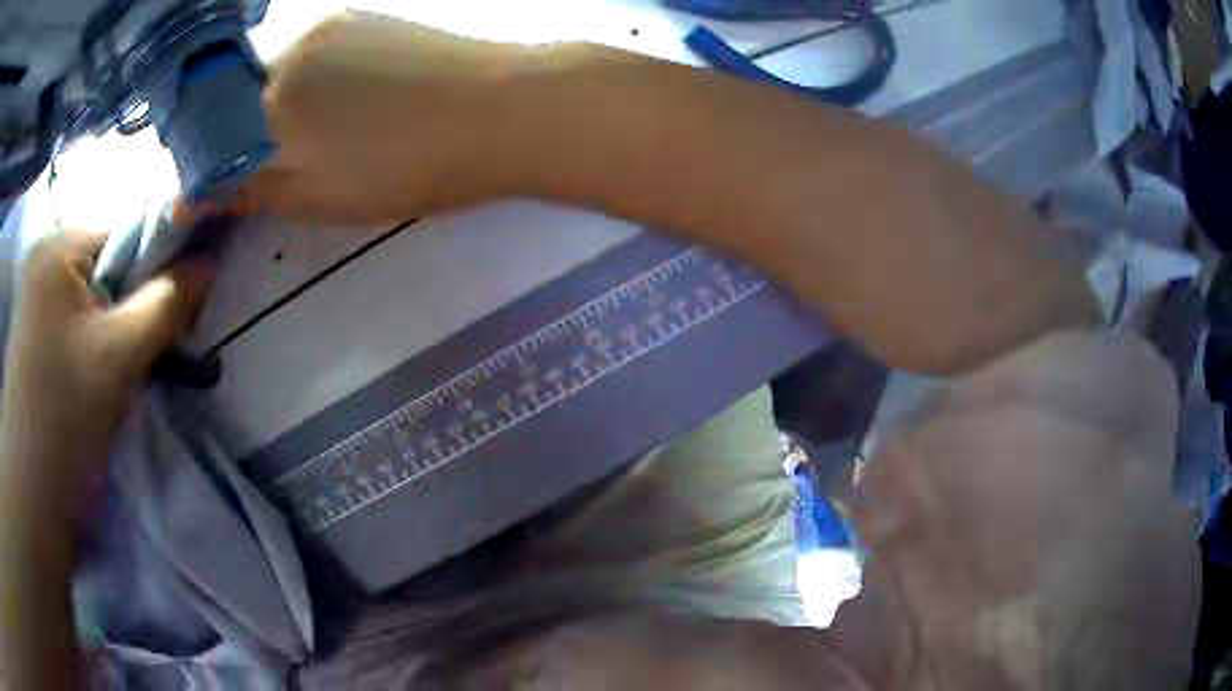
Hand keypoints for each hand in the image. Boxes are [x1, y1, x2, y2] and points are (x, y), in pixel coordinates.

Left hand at [2, 230, 209, 508]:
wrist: (31, 497)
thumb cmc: (64, 419)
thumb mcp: (120, 359)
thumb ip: (167, 304)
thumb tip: (209, 264)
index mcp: (57, 248)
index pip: (123, 237)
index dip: (153, 273)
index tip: (172, 320)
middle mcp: (43, 262)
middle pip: (107, 272)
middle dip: (131, 313)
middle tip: (143, 361)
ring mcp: (34, 301)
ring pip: (92, 305)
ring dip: (114, 339)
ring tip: (116, 383)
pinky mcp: (33, 338)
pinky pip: (75, 329)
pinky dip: (94, 353)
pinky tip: (95, 389)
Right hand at [222, 13, 532, 225]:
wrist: (503, 111)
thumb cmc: (408, 166)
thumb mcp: (315, 197)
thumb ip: (245, 190)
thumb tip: (183, 200)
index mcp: (272, 96)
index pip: (210, 124)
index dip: (212, 154)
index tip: (224, 177)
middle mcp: (293, 46)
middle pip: (243, 93)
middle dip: (245, 129)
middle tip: (281, 160)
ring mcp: (333, 23)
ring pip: (280, 69)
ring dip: (282, 104)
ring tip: (324, 134)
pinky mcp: (366, 17)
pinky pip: (316, 52)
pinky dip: (313, 81)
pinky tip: (349, 103)